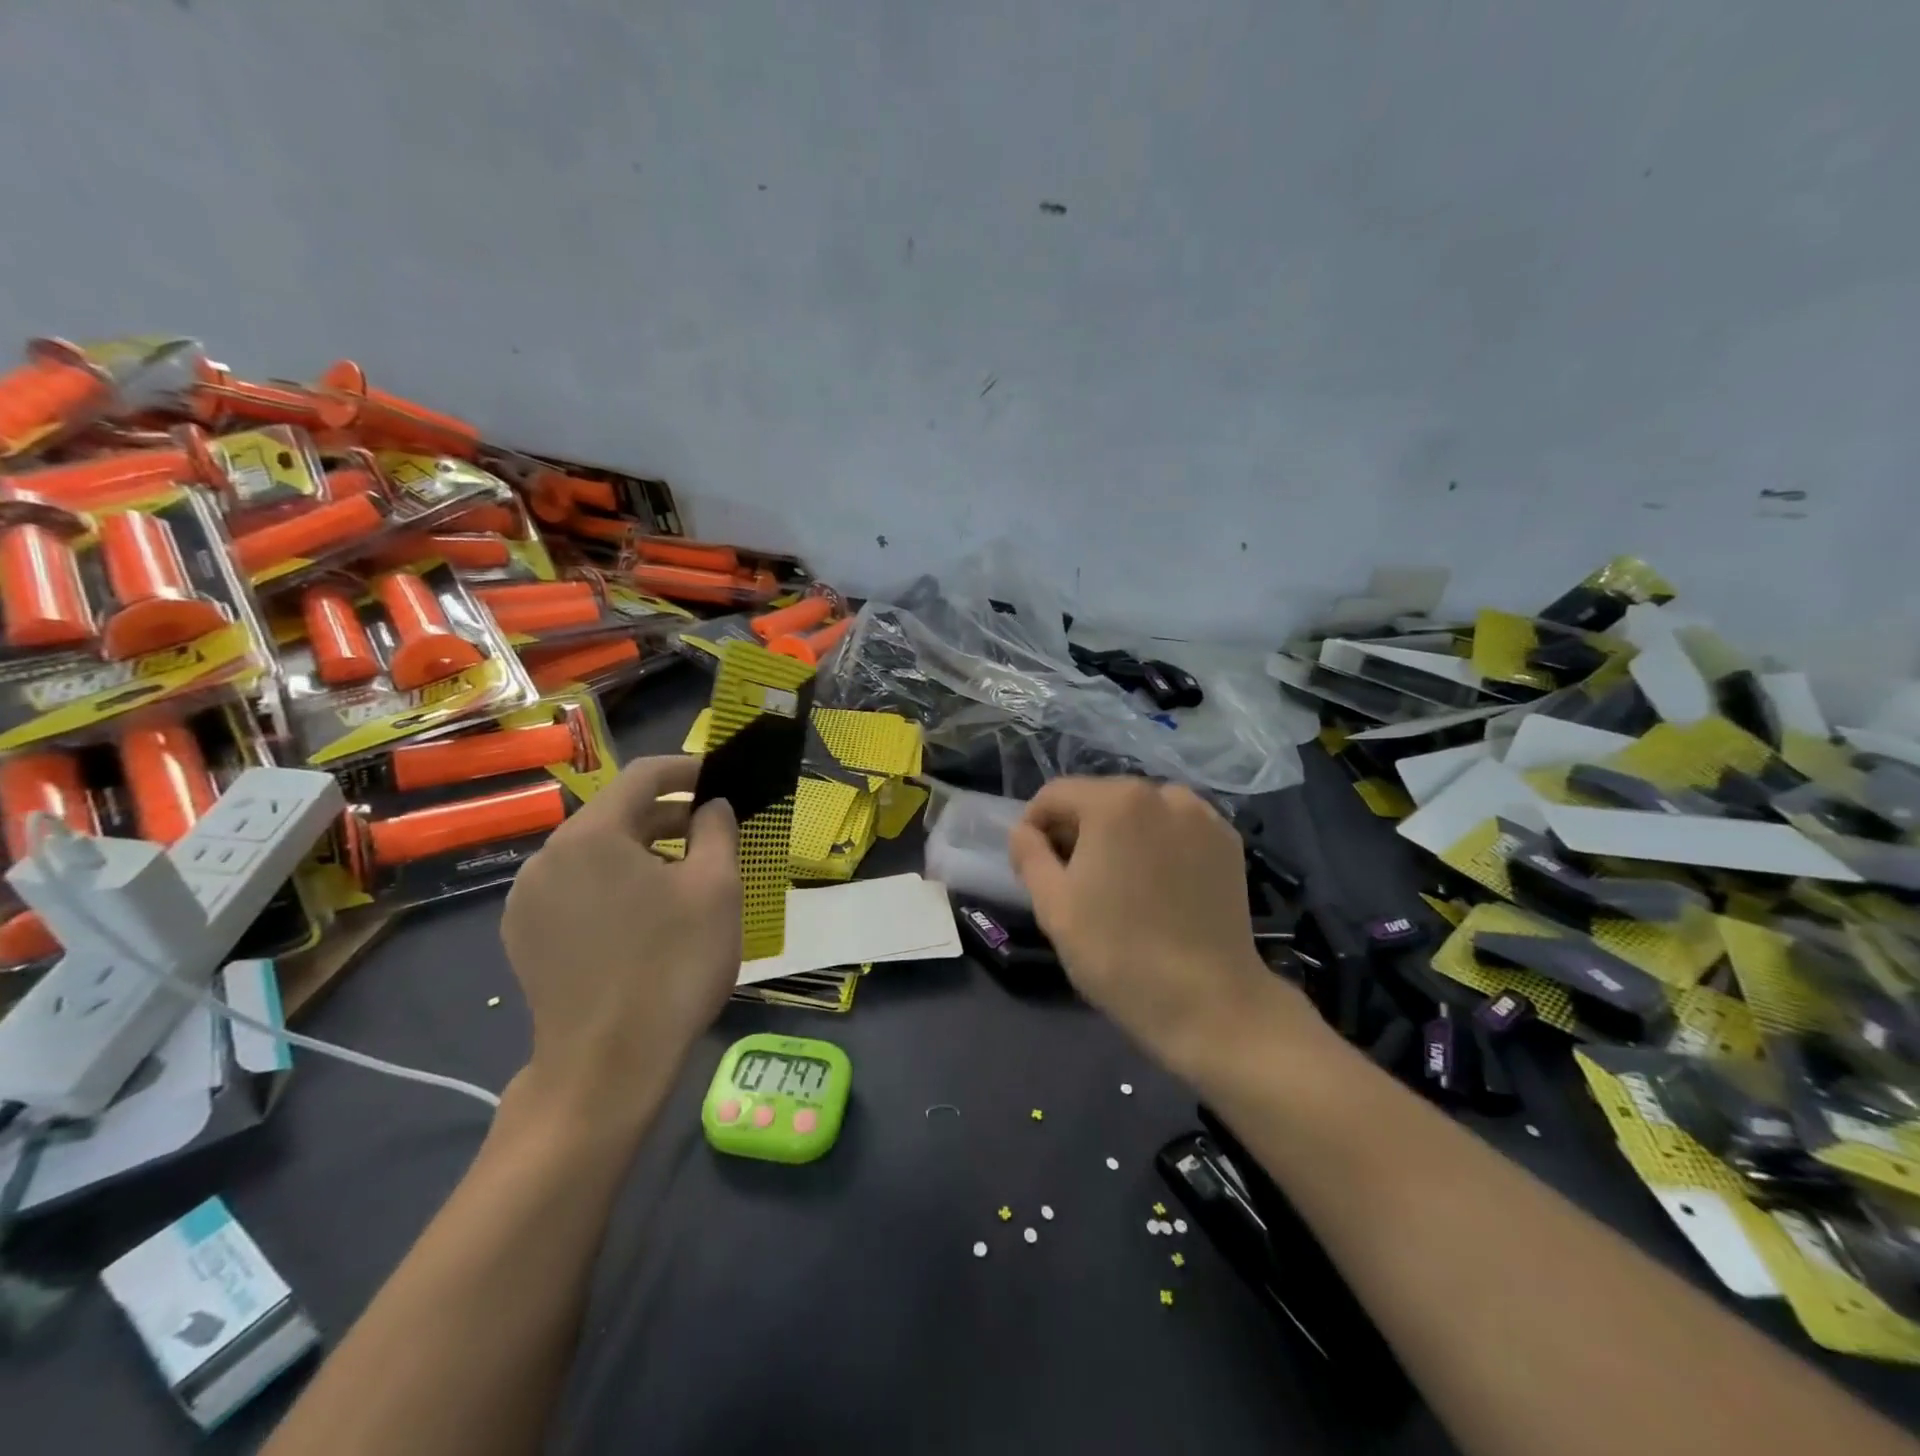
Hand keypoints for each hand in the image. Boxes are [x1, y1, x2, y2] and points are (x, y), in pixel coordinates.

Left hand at [501, 756, 738, 1117]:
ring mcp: (527, 900)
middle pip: (616, 814)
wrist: (608, 1066)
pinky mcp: (524, 937)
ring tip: (685, 876)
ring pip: (595, 853)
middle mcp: (547, 856)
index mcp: (591, 835)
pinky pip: (576, 888)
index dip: (688, 769)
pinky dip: (614, 884)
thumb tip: (711, 806)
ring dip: (643, 851)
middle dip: (669, 816)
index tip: (722, 779)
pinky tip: (646, 916)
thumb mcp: (716, 888)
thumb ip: (717, 830)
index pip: (644, 775)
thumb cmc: (673, 966)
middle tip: (714, 832)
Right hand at [1008, 777, 1314, 1072]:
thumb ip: (1029, 854)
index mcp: (1115, 801)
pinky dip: (1158, 845)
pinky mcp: (1229, 843)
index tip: (1031, 867)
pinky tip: (1157, 887)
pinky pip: (1176, 829)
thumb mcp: (1053, 905)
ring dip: (1119, 836)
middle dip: (1078, 830)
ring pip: (1140, 812)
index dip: (1033, 827)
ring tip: (1117, 885)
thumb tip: (1024, 831)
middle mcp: (1163, 793)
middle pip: (1100, 798)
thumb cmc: (1118, 953)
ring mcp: (1202, 817)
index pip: (1055, 795)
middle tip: (1071, 880)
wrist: (1209, 1003)